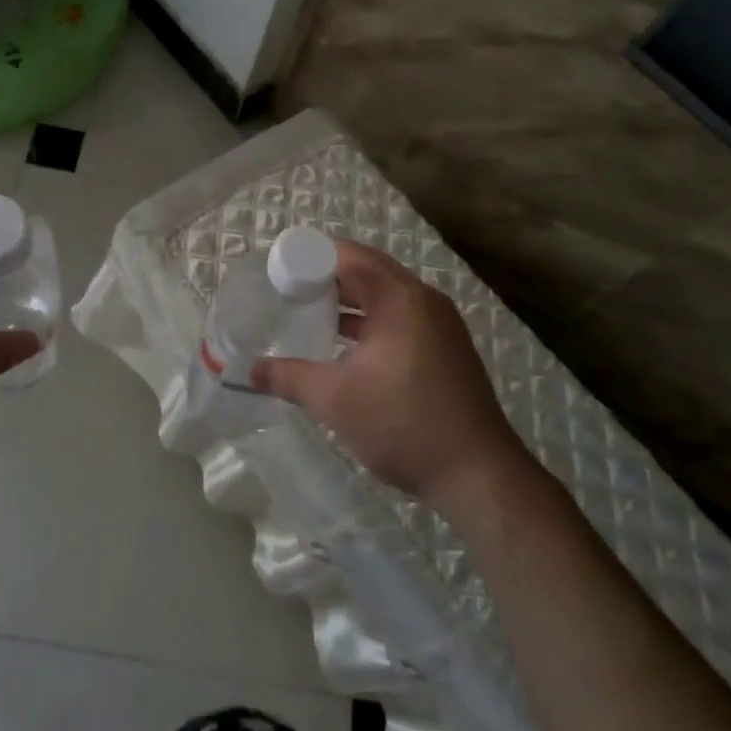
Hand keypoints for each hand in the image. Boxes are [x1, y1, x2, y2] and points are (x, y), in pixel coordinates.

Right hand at [251, 239, 541, 519]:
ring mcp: (441, 325)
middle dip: (329, 274)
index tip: (278, 266)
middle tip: (289, 285)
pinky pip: (401, 316)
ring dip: (350, 298)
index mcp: (400, 299)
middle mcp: (424, 301)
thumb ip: (290, 378)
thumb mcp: (336, 400)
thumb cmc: (404, 424)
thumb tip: (251, 371)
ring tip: (310, 310)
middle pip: (370, 270)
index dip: (311, 255)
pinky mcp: (447, 348)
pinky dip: (371, 319)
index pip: (350, 256)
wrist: (479, 475)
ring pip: (387, 295)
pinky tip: (346, 343)